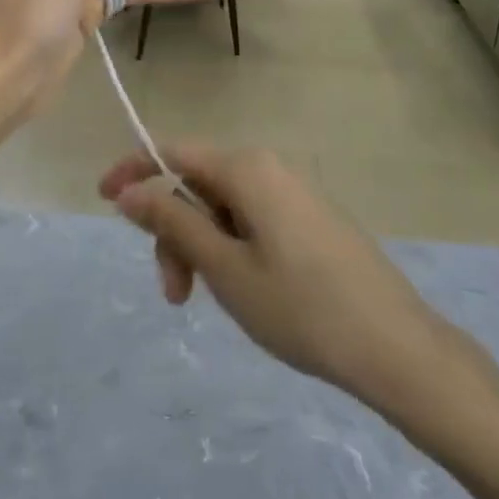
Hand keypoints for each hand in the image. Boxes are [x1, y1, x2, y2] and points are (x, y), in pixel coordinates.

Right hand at [99, 146, 490, 412]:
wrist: (395, 347)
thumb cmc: (300, 306)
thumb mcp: (224, 267)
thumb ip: (172, 221)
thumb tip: (130, 190)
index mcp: (246, 168)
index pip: (173, 152)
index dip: (134, 171)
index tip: (103, 200)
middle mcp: (270, 168)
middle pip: (198, 185)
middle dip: (174, 232)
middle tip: (175, 294)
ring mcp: (294, 194)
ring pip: (224, 208)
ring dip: (202, 248)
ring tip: (208, 300)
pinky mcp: (311, 220)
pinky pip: (253, 221)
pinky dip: (231, 250)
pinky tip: (245, 291)